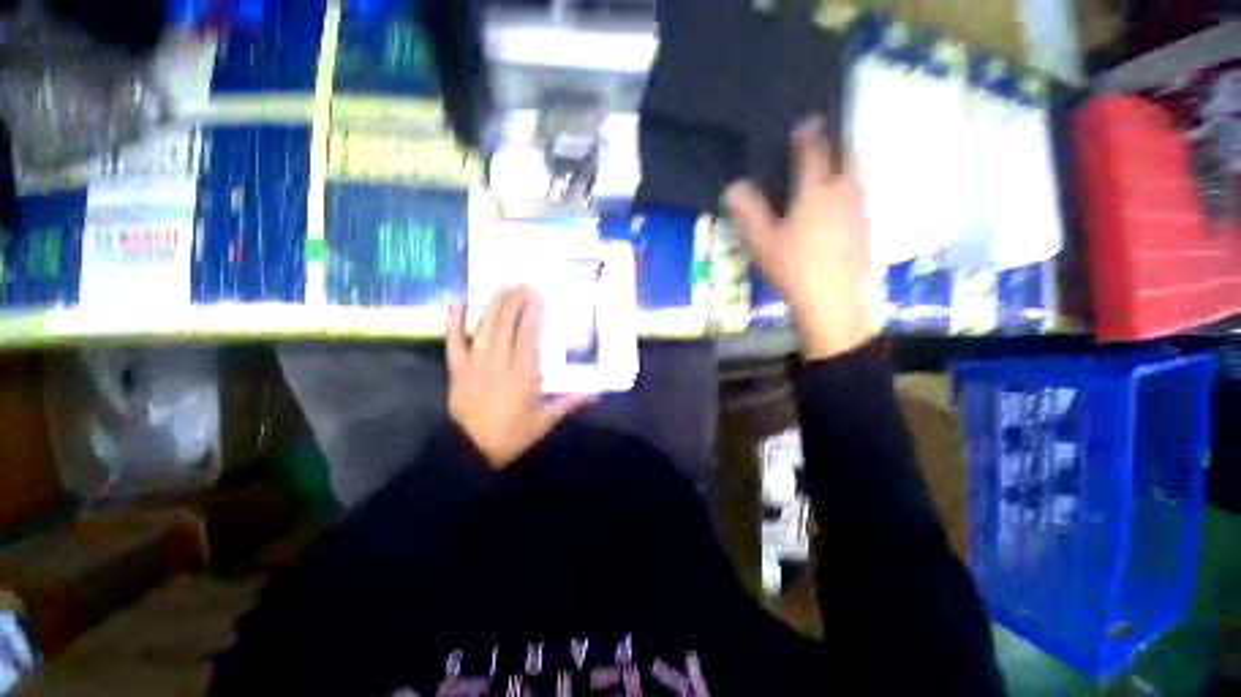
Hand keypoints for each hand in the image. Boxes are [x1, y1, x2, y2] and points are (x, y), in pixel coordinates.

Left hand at [447, 287, 594, 468]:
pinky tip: (457, 301)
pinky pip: (453, 341)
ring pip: (484, 327)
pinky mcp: (457, 368)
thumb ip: (570, 402)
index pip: (528, 335)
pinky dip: (454, 320)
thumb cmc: (512, 434)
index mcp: (521, 374)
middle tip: (523, 284)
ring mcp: (474, 363)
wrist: (471, 451)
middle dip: (514, 301)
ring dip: (494, 305)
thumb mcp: (545, 420)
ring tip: (503, 287)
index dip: (533, 313)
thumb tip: (597, 392)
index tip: (539, 295)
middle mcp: (497, 362)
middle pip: (505, 324)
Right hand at [723, 116, 873, 360]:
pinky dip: (850, 192)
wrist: (832, 300)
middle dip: (838, 143)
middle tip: (827, 141)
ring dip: (846, 166)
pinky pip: (860, 199)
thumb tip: (733, 186)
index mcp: (815, 193)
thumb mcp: (761, 242)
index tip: (807, 121)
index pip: (814, 153)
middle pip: (848, 156)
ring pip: (857, 177)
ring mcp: (859, 212)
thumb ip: (747, 211)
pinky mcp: (866, 230)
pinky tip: (840, 208)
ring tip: (834, 169)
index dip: (809, 134)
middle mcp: (843, 194)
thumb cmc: (793, 268)